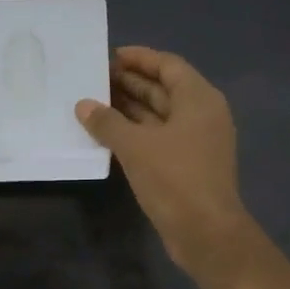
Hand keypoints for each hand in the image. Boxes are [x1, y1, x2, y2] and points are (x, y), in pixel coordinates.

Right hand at [76, 46, 258, 288]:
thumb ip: (107, 122)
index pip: (168, 65)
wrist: (206, 233)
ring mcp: (196, 142)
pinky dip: (135, 132)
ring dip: (130, 108)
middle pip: (164, 89)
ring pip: (159, 115)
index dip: (140, 58)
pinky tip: (108, 134)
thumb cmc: (175, 178)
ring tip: (94, 102)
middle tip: (94, 78)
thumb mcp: (135, 146)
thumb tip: (83, 105)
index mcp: (198, 99)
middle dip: (130, 83)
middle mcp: (201, 115)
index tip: (110, 55)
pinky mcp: (187, 165)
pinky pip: (158, 138)